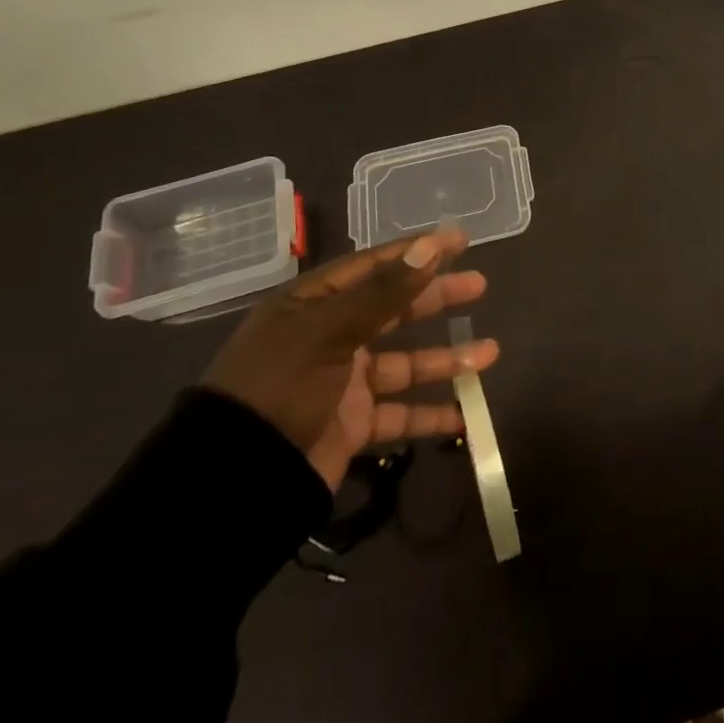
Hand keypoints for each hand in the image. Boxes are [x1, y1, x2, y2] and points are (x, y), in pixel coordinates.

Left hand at [202, 227, 498, 489]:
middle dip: (436, 298)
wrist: (233, 482)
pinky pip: (398, 415)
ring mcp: (341, 383)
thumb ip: (385, 293)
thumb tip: (430, 246)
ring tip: (490, 354)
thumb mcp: (329, 332)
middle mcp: (329, 337)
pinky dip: (429, 416)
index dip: (417, 252)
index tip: (460, 240)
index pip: (373, 266)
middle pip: (394, 309)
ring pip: (405, 364)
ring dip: (446, 359)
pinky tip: (463, 416)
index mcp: (313, 305)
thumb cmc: (279, 387)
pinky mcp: (350, 426)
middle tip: (479, 286)